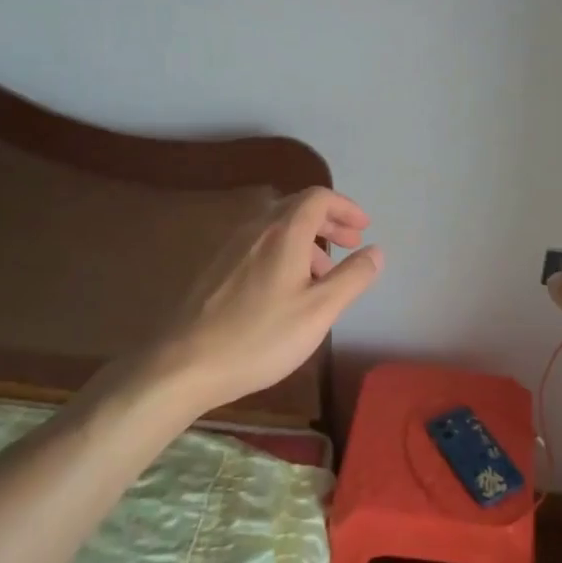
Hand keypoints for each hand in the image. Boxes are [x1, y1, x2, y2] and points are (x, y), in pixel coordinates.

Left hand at [141, 187, 382, 417]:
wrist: (185, 364)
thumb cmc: (261, 337)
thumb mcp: (319, 311)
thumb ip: (352, 277)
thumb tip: (375, 251)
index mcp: (283, 232)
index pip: (318, 197)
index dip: (345, 207)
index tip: (364, 228)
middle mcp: (255, 229)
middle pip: (297, 207)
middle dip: (329, 221)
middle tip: (352, 243)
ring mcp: (230, 247)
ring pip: (277, 227)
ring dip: (307, 239)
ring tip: (324, 274)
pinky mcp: (216, 268)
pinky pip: (259, 244)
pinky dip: (284, 251)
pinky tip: (286, 288)